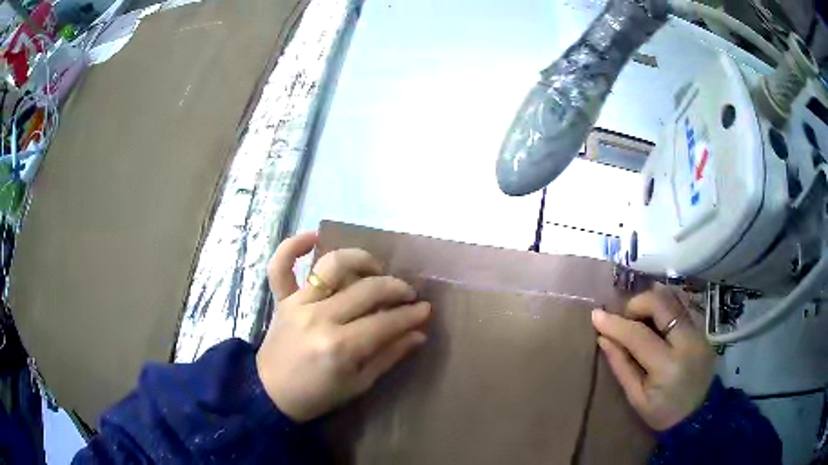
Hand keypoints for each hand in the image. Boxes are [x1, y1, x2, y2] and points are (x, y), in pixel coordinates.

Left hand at [256, 232, 430, 421]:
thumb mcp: (359, 384)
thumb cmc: (318, 395)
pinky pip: (281, 266)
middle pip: (366, 290)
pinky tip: (312, 236)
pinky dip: (293, 247)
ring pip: (332, 266)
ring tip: (375, 268)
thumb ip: (389, 355)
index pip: (385, 322)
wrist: (271, 394)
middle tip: (408, 294)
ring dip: (359, 260)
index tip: (426, 309)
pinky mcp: (282, 299)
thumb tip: (419, 334)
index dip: (411, 315)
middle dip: (396, 288)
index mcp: (341, 347)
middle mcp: (320, 318)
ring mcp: (298, 304)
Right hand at [591, 286, 715, 430]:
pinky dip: (667, 306)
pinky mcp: (705, 328)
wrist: (698, 415)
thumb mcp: (636, 398)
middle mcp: (688, 341)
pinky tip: (659, 320)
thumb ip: (621, 366)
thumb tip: (603, 338)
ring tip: (641, 318)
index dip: (615, 323)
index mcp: (668, 366)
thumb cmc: (662, 412)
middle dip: (637, 303)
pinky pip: (684, 305)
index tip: (596, 315)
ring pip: (675, 297)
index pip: (638, 335)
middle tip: (625, 317)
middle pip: (661, 303)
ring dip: (653, 302)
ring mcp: (700, 331)